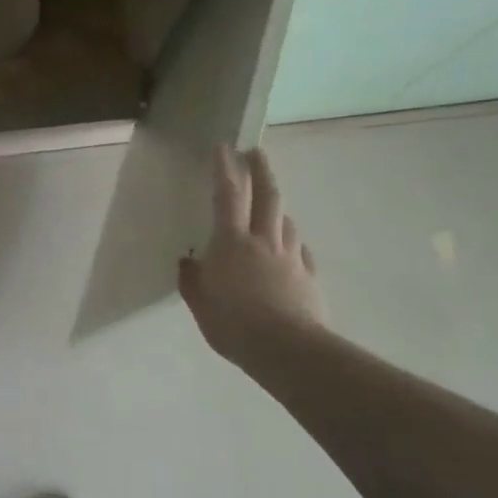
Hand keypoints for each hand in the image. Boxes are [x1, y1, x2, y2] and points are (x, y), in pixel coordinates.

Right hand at [178, 146, 325, 364]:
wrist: (288, 350)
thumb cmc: (234, 324)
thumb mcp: (200, 304)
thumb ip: (192, 280)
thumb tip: (188, 262)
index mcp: (231, 243)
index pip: (228, 195)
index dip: (225, 169)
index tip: (223, 146)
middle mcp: (263, 241)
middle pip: (267, 196)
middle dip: (261, 170)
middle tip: (257, 152)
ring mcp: (290, 258)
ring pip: (287, 221)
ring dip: (278, 207)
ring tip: (272, 203)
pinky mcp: (308, 277)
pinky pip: (300, 251)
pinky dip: (293, 242)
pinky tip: (291, 248)